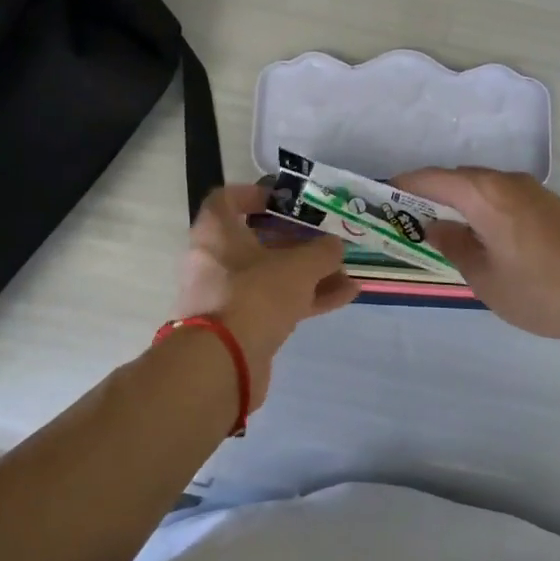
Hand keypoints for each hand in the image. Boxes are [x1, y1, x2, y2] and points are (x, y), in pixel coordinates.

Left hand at [175, 185, 357, 408]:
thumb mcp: (298, 266)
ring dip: (307, 274)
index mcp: (215, 232)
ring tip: (346, 274)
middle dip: (296, 241)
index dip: (255, 195)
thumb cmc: (255, 295)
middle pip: (255, 241)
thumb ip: (322, 252)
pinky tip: (343, 298)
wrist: (222, 365)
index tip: (285, 201)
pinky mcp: (237, 327)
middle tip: (325, 241)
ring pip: (269, 275)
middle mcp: (213, 260)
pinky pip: (273, 304)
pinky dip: (304, 299)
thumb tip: (334, 246)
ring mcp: (224, 296)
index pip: (226, 199)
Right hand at [393, 168, 559, 349]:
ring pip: (484, 187)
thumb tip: (436, 227)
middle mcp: (509, 181)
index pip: (433, 178)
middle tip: (408, 217)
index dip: (404, 184)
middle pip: (459, 178)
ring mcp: (535, 191)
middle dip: (431, 193)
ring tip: (444, 229)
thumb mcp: (486, 278)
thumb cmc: (541, 291)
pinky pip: (506, 196)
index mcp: (485, 194)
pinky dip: (485, 208)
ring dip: (460, 201)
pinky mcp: (553, 206)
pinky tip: (485, 235)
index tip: (381, 194)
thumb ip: (455, 247)